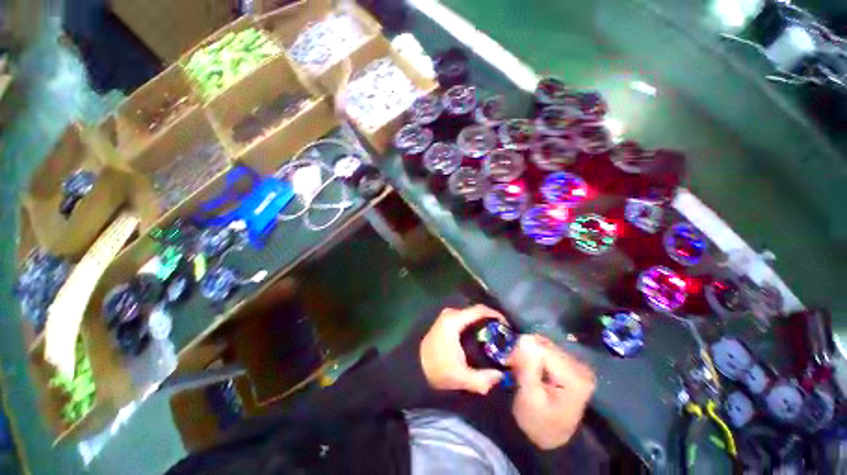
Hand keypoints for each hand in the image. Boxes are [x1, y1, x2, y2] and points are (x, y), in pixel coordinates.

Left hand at [420, 305, 505, 394]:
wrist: (414, 367)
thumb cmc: (436, 369)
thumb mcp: (460, 377)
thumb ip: (482, 379)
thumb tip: (500, 376)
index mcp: (454, 321)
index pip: (479, 310)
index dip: (495, 315)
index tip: (507, 326)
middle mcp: (451, 313)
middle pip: (476, 311)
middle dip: (491, 319)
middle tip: (503, 333)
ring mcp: (447, 316)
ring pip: (470, 314)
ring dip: (483, 322)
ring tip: (495, 335)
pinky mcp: (445, 321)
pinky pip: (465, 317)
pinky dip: (475, 324)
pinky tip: (481, 336)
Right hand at [510, 335, 594, 449]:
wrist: (549, 438)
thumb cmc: (538, 422)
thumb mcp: (530, 398)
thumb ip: (528, 367)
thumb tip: (524, 338)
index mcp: (575, 377)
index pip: (542, 349)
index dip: (522, 351)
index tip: (508, 362)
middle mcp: (580, 367)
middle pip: (544, 344)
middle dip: (524, 351)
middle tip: (511, 364)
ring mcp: (576, 364)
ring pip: (543, 344)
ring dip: (527, 353)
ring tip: (519, 367)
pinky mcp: (569, 364)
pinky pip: (545, 349)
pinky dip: (532, 355)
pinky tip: (528, 366)